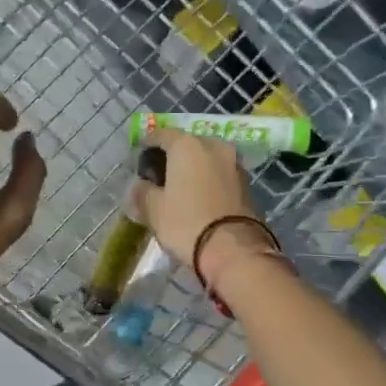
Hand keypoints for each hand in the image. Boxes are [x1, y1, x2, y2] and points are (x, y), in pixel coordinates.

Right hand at [135, 129, 272, 289]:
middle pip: (187, 144)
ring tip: (180, 188)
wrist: (235, 251)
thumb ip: (142, 192)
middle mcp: (214, 145)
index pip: (161, 135)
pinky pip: (220, 174)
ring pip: (206, 159)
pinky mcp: (247, 183)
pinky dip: (208, 180)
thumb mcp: (154, 210)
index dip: (147, 145)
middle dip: (172, 157)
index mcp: (187, 145)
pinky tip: (199, 197)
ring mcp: (234, 163)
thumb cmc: (187, 224)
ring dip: (193, 169)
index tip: (139, 160)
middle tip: (159, 176)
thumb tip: (140, 186)